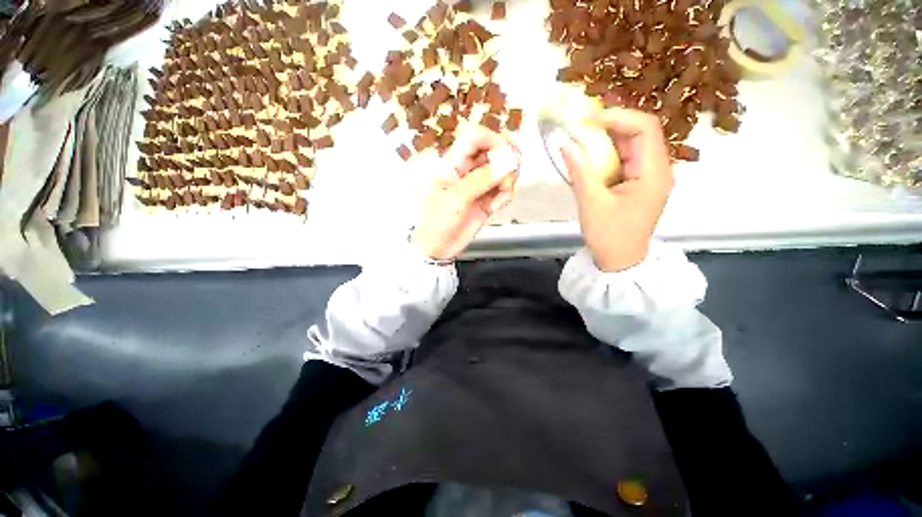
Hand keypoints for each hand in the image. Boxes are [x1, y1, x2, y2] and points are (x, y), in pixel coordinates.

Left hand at [411, 125, 519, 260]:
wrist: (438, 249)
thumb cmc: (437, 221)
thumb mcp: (456, 198)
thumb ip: (481, 180)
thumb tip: (508, 162)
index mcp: (453, 163)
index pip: (474, 137)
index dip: (492, 138)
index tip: (506, 152)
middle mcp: (467, 171)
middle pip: (492, 151)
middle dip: (507, 158)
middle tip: (515, 169)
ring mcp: (478, 186)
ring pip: (501, 171)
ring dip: (508, 179)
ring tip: (504, 192)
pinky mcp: (486, 201)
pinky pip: (502, 190)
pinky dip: (505, 195)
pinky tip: (496, 206)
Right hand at [559, 107, 673, 271]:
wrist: (620, 261)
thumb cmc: (609, 236)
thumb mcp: (592, 203)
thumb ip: (580, 171)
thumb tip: (565, 144)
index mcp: (653, 173)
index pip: (644, 128)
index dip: (618, 116)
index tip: (588, 120)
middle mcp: (658, 169)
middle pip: (640, 133)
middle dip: (611, 125)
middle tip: (582, 126)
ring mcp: (650, 177)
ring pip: (633, 145)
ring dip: (608, 139)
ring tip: (582, 137)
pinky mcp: (639, 184)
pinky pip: (627, 159)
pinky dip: (608, 154)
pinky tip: (591, 156)